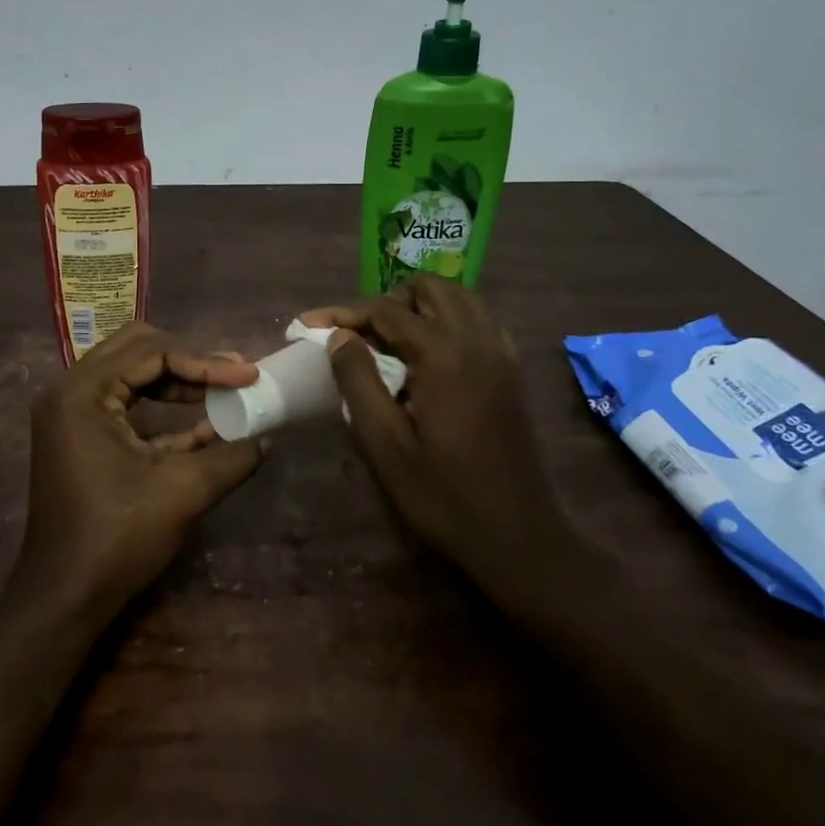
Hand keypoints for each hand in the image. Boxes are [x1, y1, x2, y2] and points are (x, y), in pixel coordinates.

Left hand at [17, 322, 265, 623]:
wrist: (64, 598)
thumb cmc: (118, 538)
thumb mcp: (184, 491)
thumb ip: (231, 456)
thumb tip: (269, 437)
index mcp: (83, 392)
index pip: (153, 352)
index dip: (206, 362)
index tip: (248, 375)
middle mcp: (70, 391)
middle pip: (137, 349)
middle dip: (190, 360)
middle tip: (233, 375)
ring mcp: (70, 414)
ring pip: (131, 375)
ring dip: (178, 382)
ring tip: (224, 392)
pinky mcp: (79, 436)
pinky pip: (124, 405)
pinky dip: (161, 410)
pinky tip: (204, 425)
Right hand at [301, 276, 582, 617]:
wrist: (517, 537)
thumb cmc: (442, 496)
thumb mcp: (384, 444)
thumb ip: (358, 381)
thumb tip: (339, 337)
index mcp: (444, 357)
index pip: (386, 311)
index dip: (343, 313)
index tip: (308, 323)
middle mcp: (477, 342)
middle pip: (430, 288)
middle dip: (387, 300)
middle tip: (357, 333)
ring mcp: (501, 355)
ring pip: (459, 298)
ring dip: (420, 305)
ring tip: (389, 339)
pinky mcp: (511, 372)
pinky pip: (479, 321)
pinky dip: (449, 320)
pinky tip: (429, 353)